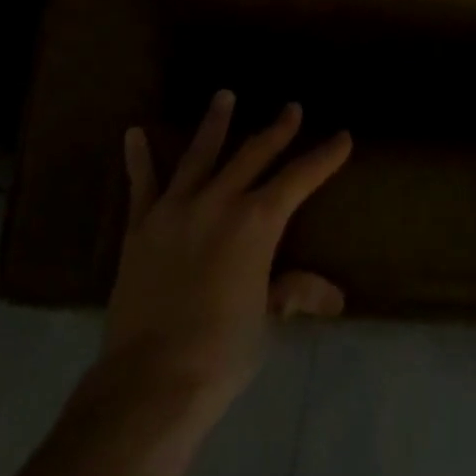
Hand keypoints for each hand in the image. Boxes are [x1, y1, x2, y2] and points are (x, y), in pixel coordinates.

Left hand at [103, 90, 352, 431]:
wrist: (151, 379)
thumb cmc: (220, 353)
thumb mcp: (266, 322)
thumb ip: (292, 293)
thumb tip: (334, 296)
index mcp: (255, 224)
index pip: (298, 180)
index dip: (323, 158)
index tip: (341, 137)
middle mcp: (218, 202)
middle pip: (253, 155)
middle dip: (276, 131)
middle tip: (291, 108)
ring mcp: (176, 208)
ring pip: (200, 154)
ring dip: (215, 124)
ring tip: (225, 95)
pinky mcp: (142, 225)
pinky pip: (142, 184)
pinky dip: (138, 158)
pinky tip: (133, 133)